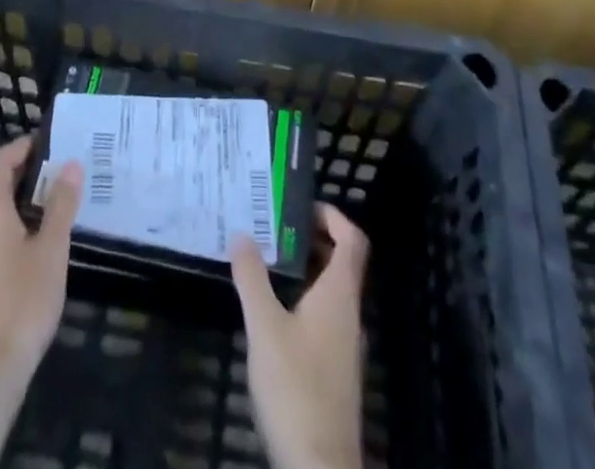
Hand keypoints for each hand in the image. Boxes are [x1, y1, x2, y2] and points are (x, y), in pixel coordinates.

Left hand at [0, 136, 82, 386]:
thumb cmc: (21, 302)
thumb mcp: (51, 249)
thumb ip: (61, 205)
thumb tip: (71, 164)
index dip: (22, 147)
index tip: (51, 143)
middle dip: (29, 177)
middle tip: (65, 175)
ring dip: (26, 208)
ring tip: (61, 211)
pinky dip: (19, 234)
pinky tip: (43, 253)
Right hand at [230, 204, 368, 468]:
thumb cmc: (295, 388)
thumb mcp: (264, 326)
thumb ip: (252, 277)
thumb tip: (241, 233)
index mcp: (339, 295)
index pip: (352, 240)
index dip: (332, 215)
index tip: (300, 206)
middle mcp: (349, 314)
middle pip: (342, 263)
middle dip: (312, 239)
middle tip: (276, 228)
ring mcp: (345, 346)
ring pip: (332, 292)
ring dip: (307, 270)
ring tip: (269, 262)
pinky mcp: (335, 371)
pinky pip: (325, 318)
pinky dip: (305, 300)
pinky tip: (274, 312)